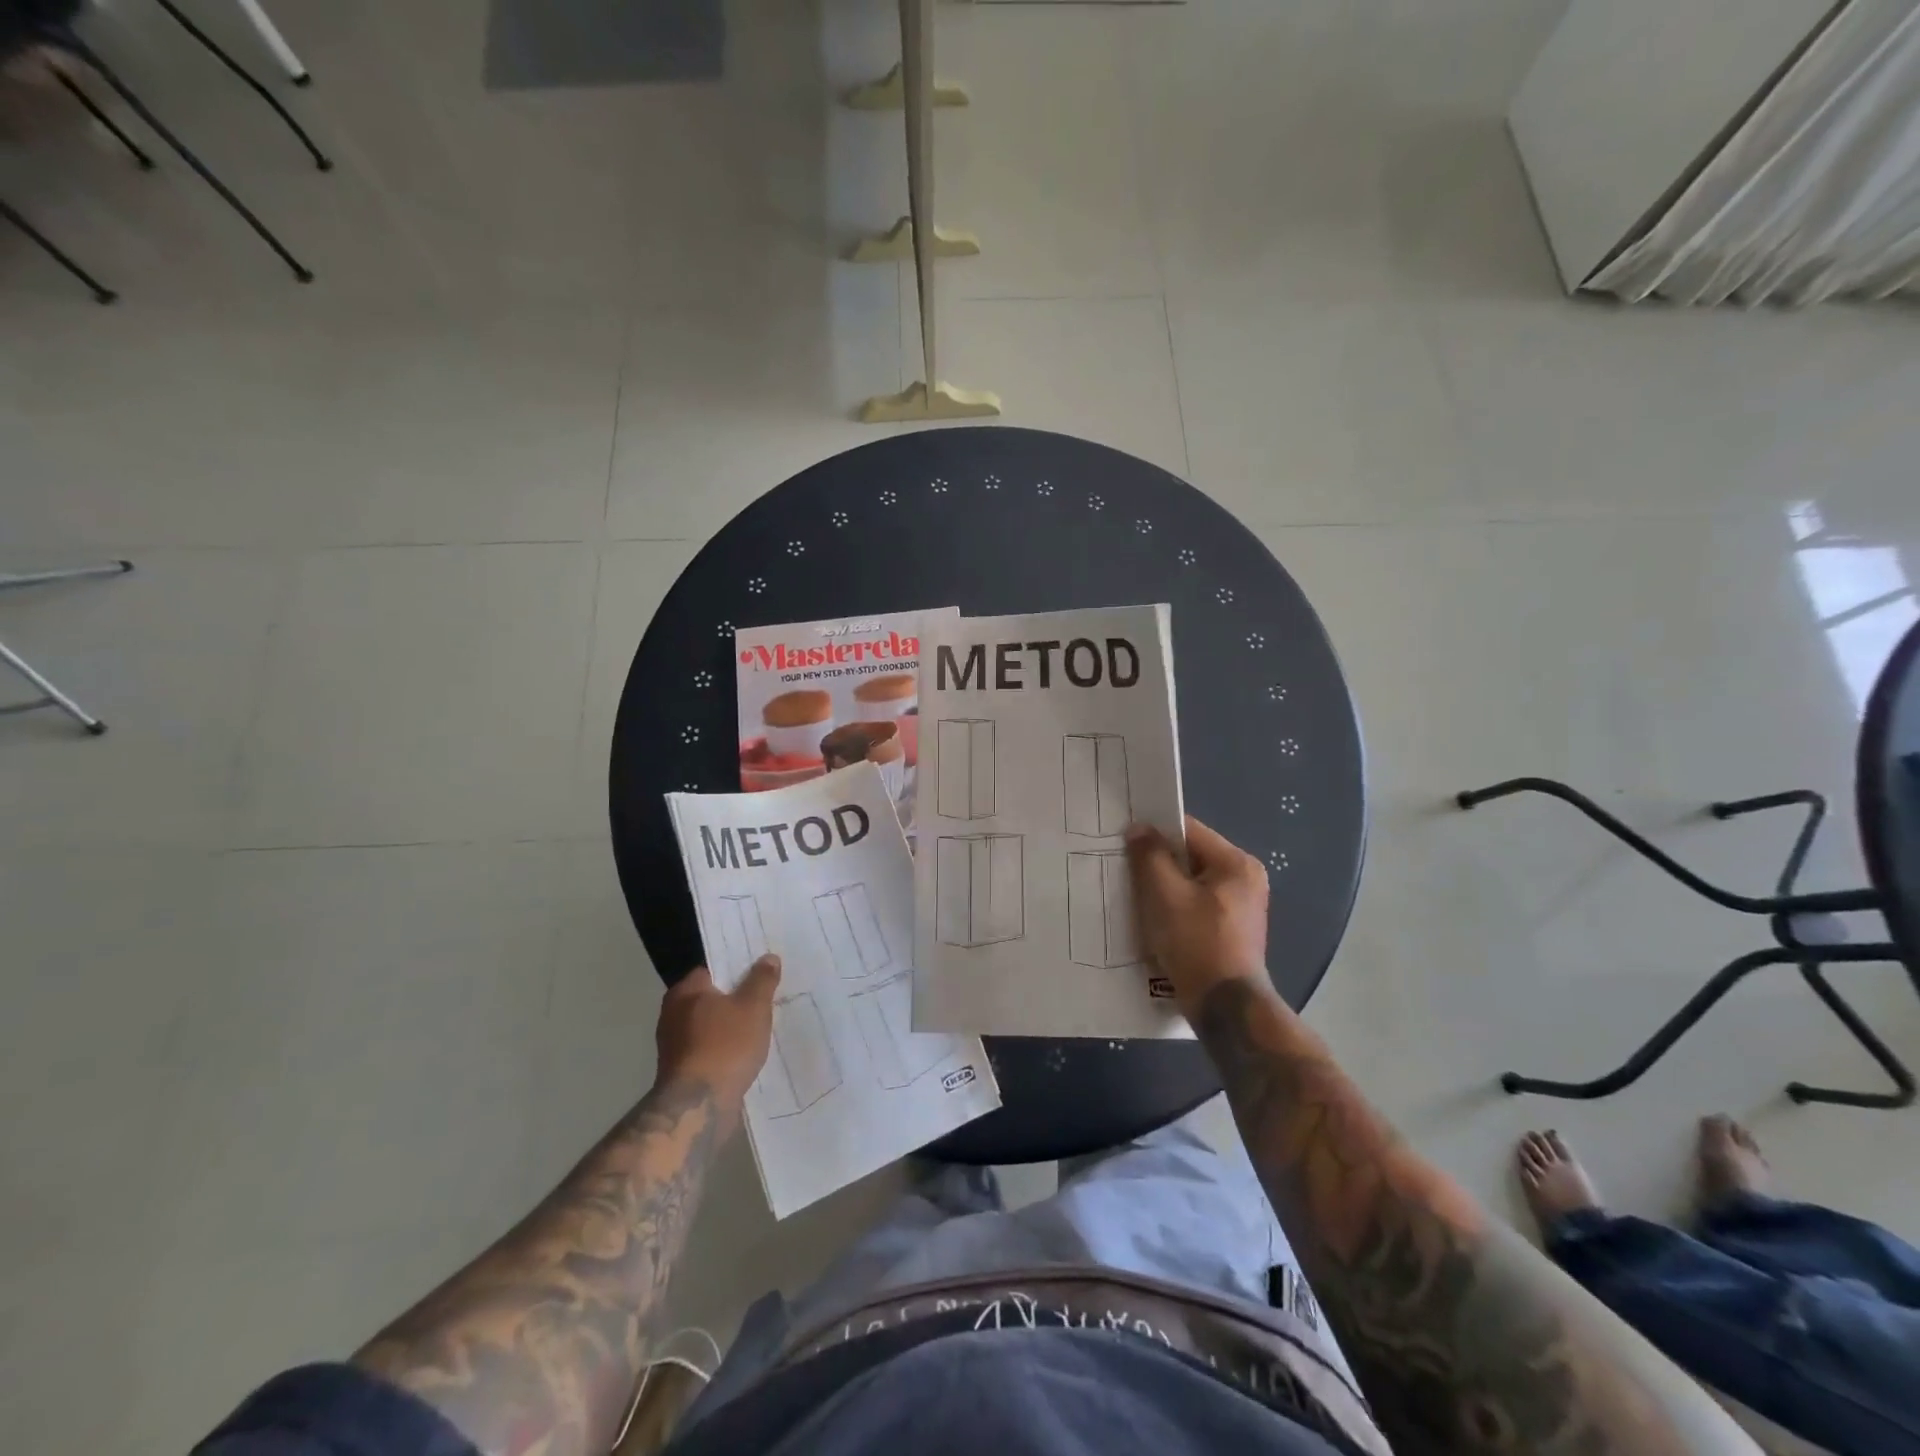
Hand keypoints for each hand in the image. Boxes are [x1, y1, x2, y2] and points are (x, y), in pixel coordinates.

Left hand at [654, 955, 780, 1112]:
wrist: (700, 1106)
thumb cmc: (726, 1045)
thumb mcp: (754, 1006)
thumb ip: (762, 979)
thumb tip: (768, 957)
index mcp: (686, 991)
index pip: (713, 969)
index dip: (738, 969)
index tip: (760, 974)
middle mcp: (673, 1014)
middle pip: (712, 998)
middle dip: (736, 999)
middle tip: (766, 1000)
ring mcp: (674, 1045)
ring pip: (711, 1026)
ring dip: (731, 1027)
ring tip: (761, 1029)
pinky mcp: (681, 1071)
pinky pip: (709, 1049)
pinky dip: (725, 1049)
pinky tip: (746, 1054)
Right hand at [1125, 816, 1273, 1018]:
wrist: (1225, 1008)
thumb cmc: (1197, 944)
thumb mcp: (1166, 895)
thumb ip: (1150, 856)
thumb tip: (1139, 828)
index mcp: (1236, 864)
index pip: (1188, 831)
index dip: (1154, 832)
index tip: (1124, 840)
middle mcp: (1245, 879)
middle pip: (1190, 857)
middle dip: (1157, 862)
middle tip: (1123, 867)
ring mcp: (1240, 907)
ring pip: (1190, 883)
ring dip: (1163, 887)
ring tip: (1133, 894)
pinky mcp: (1230, 930)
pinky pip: (1195, 905)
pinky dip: (1174, 907)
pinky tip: (1151, 918)